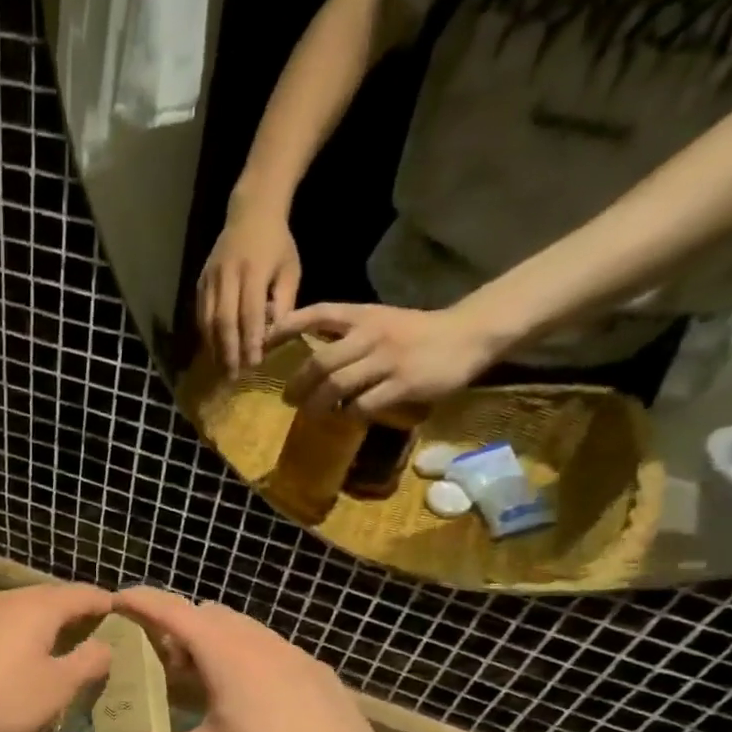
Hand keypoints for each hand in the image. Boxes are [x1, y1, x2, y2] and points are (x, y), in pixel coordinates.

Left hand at [0, 584, 114, 731]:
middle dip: (78, 611)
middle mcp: (10, 600)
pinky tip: (23, 656)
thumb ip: (87, 663)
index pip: (83, 594)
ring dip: (49, 623)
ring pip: (26, 610)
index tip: (126, 612)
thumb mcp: (56, 688)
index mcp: (40, 607)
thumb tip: (107, 645)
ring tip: (65, 642)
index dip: (107, 603)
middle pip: (52, 597)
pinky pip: (5, 624)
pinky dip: (24, 634)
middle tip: (99, 629)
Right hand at [109, 587, 397, 731]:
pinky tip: (252, 698)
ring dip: (214, 641)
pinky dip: (246, 656)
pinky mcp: (315, 668)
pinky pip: (269, 647)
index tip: (117, 599)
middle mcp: (257, 641)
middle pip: (208, 614)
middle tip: (166, 663)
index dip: (142, 601)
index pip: (173, 612)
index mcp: (225, 654)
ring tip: (207, 681)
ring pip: (241, 627)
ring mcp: (291, 651)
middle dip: (179, 627)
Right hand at [198, 199, 300, 373]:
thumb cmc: (277, 244)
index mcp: (253, 272)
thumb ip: (284, 303)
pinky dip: (206, 335)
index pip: (249, 314)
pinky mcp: (200, 282)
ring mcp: (210, 279)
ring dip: (214, 348)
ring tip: (221, 368)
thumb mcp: (290, 270)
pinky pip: (200, 314)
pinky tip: (213, 350)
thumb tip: (275, 338)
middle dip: (228, 351)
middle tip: (233, 376)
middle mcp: (227, 276)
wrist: (251, 213)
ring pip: (207, 321)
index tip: (253, 364)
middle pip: (223, 322)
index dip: (249, 342)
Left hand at [273, 302, 501, 417]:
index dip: (287, 327)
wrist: (468, 335)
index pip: (317, 314)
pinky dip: (349, 413)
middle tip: (287, 398)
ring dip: (317, 404)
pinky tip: (347, 416)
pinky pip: (363, 404)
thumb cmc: (416, 332)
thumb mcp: (379, 321)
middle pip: (320, 362)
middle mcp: (371, 335)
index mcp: (363, 316)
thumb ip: (346, 334)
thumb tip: (307, 358)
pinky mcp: (403, 384)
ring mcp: (388, 360)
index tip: (263, 344)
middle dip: (298, 384)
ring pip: (337, 386)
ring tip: (310, 412)